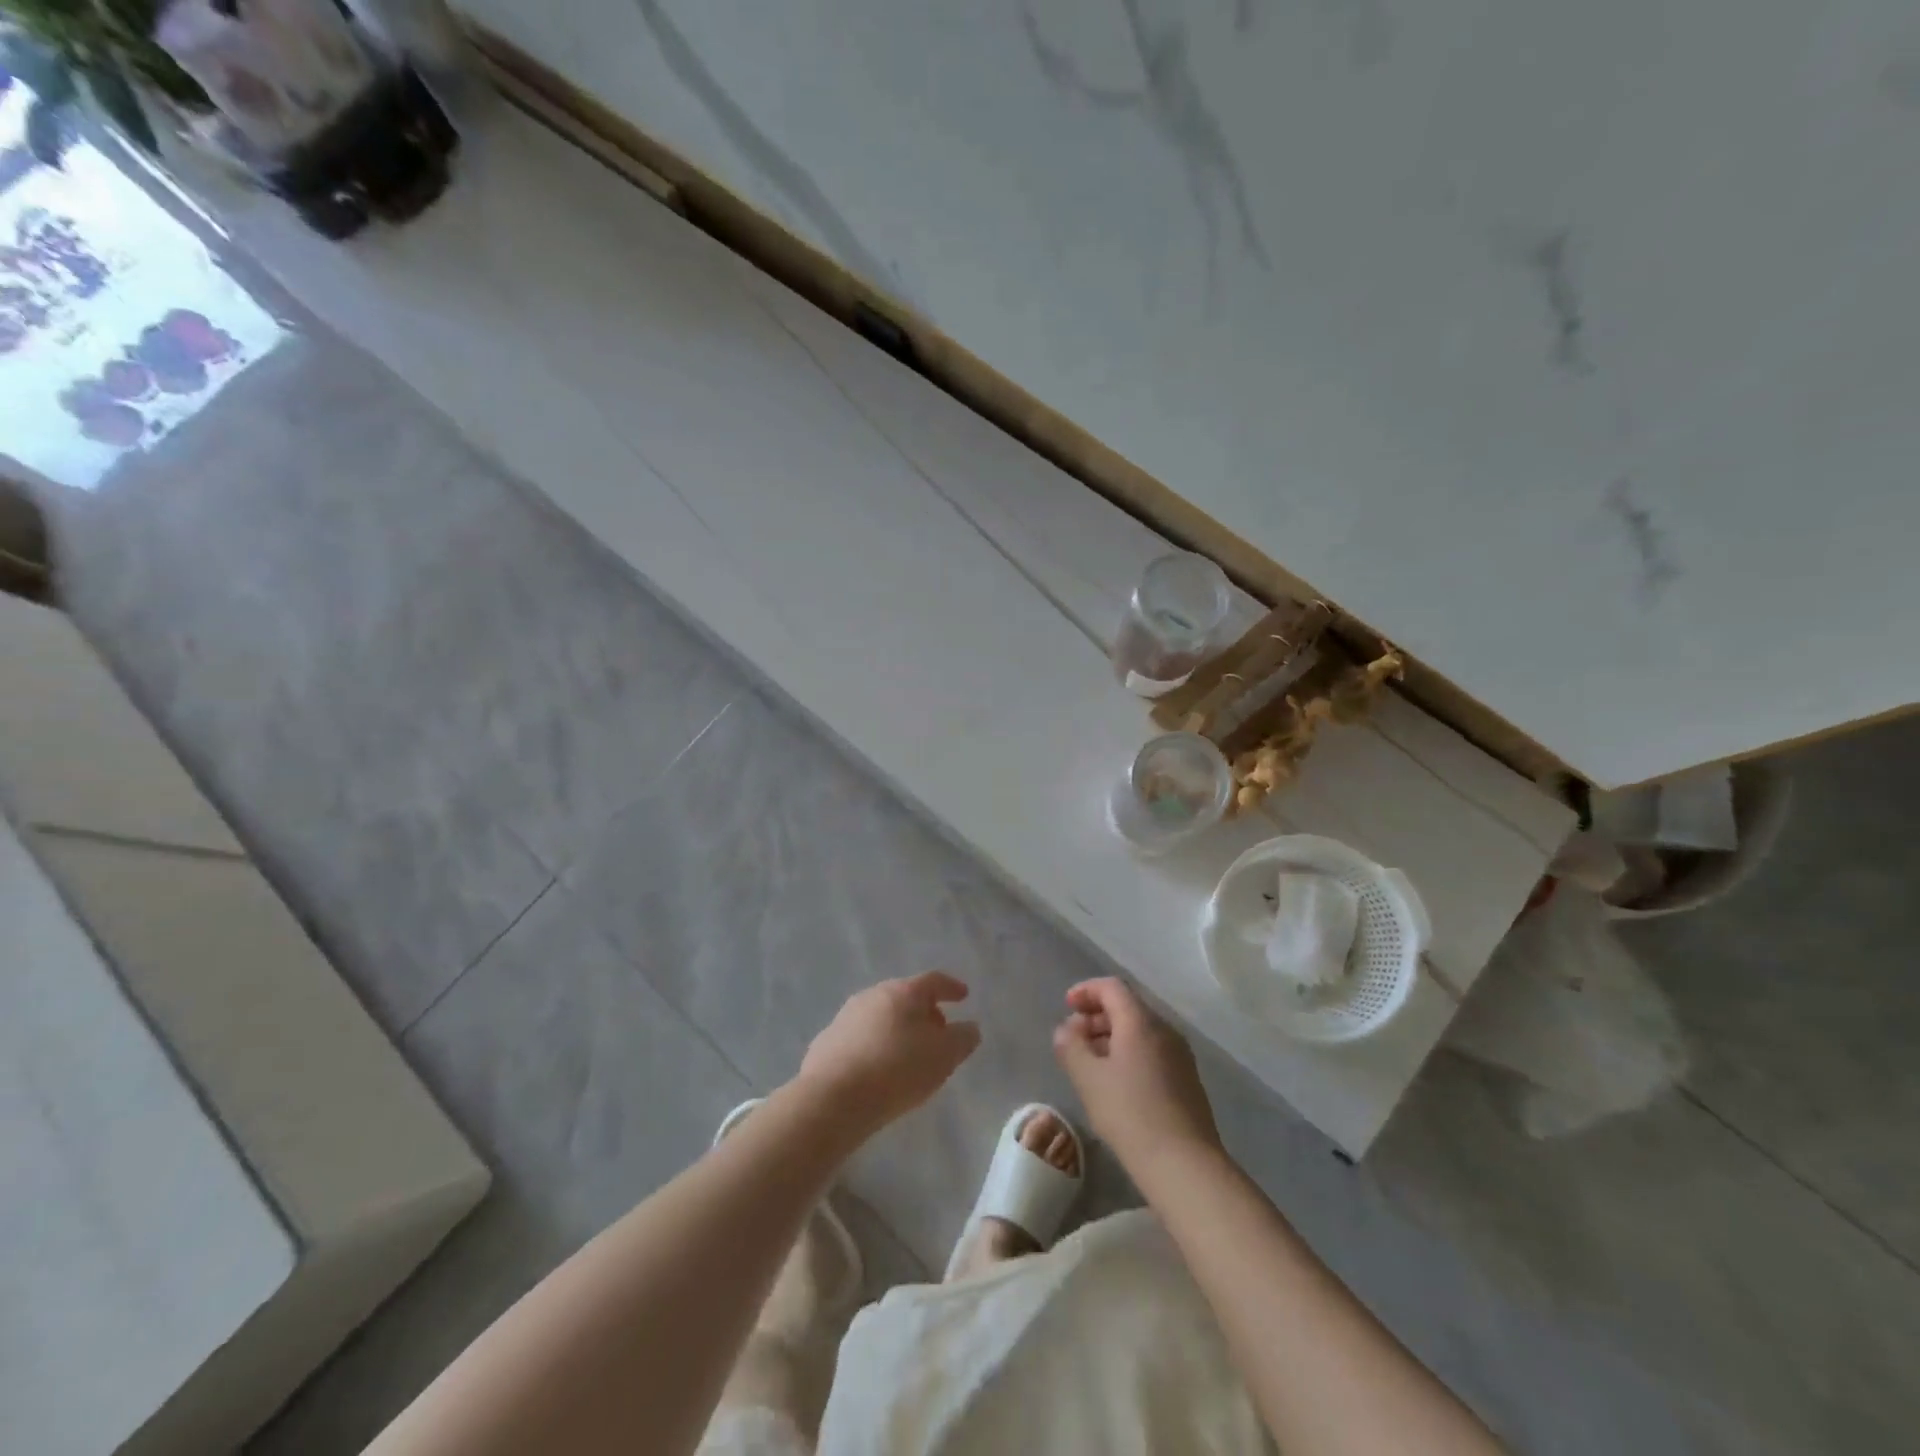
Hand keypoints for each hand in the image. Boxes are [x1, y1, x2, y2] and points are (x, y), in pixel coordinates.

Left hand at [797, 972, 981, 1137]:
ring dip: (898, 1029)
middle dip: (924, 1011)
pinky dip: (875, 1045)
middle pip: (905, 997)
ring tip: (908, 1054)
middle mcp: (872, 995)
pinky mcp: (827, 1042)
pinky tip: (878, 1069)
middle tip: (938, 1031)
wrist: (833, 1098)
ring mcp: (846, 1016)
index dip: (951, 987)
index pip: (933, 981)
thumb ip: (962, 1039)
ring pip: (881, 1016)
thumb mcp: (943, 1056)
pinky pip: (860, 1038)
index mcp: (903, 992)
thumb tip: (969, 1027)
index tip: (963, 995)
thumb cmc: (897, 1070)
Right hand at [1053, 978, 1221, 1175]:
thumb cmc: (1130, 1114)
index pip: (1112, 987)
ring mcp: (1180, 1056)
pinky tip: (1116, 1084)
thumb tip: (1066, 1029)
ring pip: (1140, 1031)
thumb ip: (1070, 1046)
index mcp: (1141, 1022)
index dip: (1086, 990)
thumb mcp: (1088, 1079)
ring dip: (1111, 1037)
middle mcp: (1165, 1030)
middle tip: (1074, 1038)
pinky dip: (1128, 1054)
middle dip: (1096, 1016)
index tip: (1066, 1006)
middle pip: (1127, 1007)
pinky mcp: (1187, 1081)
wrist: (1185, 1165)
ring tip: (1090, 1063)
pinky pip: (1152, 1052)